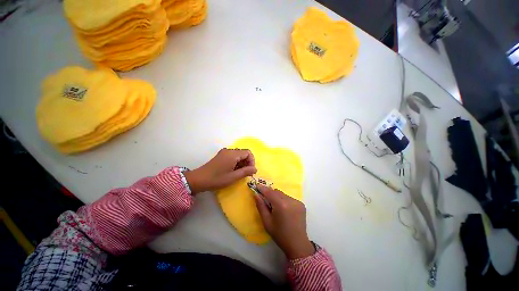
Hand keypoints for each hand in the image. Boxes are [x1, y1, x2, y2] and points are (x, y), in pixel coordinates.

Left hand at [184, 148, 256, 193]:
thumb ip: (246, 172)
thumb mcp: (233, 177)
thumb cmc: (217, 179)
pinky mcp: (221, 156)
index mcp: (232, 154)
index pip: (248, 153)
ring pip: (238, 155)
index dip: (252, 161)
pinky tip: (234, 171)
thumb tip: (255, 169)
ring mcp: (224, 153)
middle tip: (246, 173)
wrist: (198, 179)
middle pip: (243, 153)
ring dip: (242, 163)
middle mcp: (229, 151)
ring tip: (240, 173)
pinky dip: (236, 163)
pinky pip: (233, 157)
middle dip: (247, 162)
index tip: (251, 171)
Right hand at [254, 184, 314, 259]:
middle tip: (265, 199)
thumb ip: (261, 206)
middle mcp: (290, 200)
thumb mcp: (267, 222)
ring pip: (283, 194)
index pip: (269, 192)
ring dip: (277, 197)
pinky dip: (284, 200)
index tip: (257, 186)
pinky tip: (284, 209)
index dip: (263, 188)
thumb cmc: (279, 234)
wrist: (297, 244)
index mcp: (281, 205)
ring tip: (276, 207)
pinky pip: (289, 198)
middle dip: (270, 193)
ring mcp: (297, 202)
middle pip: (277, 192)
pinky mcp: (301, 204)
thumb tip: (256, 194)